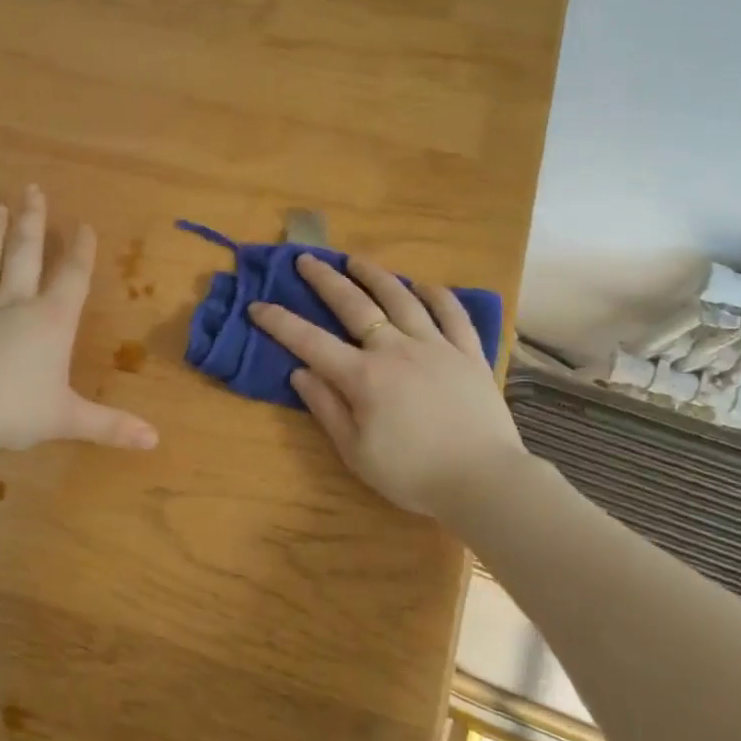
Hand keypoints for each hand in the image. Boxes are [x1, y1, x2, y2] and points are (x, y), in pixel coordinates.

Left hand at [0, 187, 158, 455]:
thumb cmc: (13, 411)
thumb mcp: (67, 419)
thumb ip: (110, 426)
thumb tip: (154, 441)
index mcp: (51, 321)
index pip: (72, 276)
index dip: (81, 250)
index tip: (85, 225)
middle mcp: (16, 304)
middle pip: (26, 252)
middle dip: (34, 221)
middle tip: (34, 189)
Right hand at [249, 256, 522, 519]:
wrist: (484, 481)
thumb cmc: (413, 474)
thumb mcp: (356, 452)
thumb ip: (326, 408)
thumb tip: (300, 372)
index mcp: (364, 377)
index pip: (311, 342)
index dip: (280, 322)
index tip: (257, 305)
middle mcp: (396, 349)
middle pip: (355, 305)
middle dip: (325, 280)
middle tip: (306, 259)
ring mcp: (436, 346)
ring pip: (402, 298)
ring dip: (375, 276)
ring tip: (356, 260)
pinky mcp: (468, 352)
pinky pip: (452, 313)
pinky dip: (436, 295)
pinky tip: (424, 285)